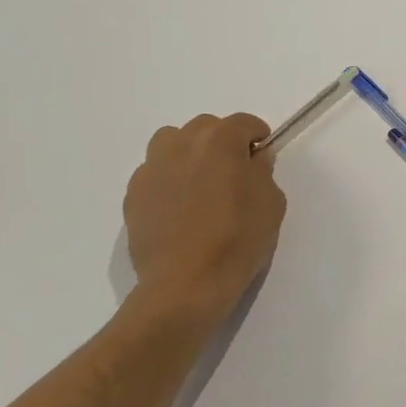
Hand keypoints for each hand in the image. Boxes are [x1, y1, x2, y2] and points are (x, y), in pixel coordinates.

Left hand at [122, 113, 286, 332]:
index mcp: (220, 141)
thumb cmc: (237, 240)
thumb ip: (263, 173)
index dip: (257, 135)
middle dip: (222, 141)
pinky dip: (169, 179)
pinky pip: (155, 173)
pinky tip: (179, 208)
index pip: (243, 123)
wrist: (185, 284)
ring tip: (200, 183)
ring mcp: (152, 168)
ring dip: (189, 153)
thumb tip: (253, 161)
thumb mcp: (271, 204)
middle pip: (205, 127)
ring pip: (172, 142)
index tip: (262, 154)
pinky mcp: (134, 194)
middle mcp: (182, 144)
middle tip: (234, 171)